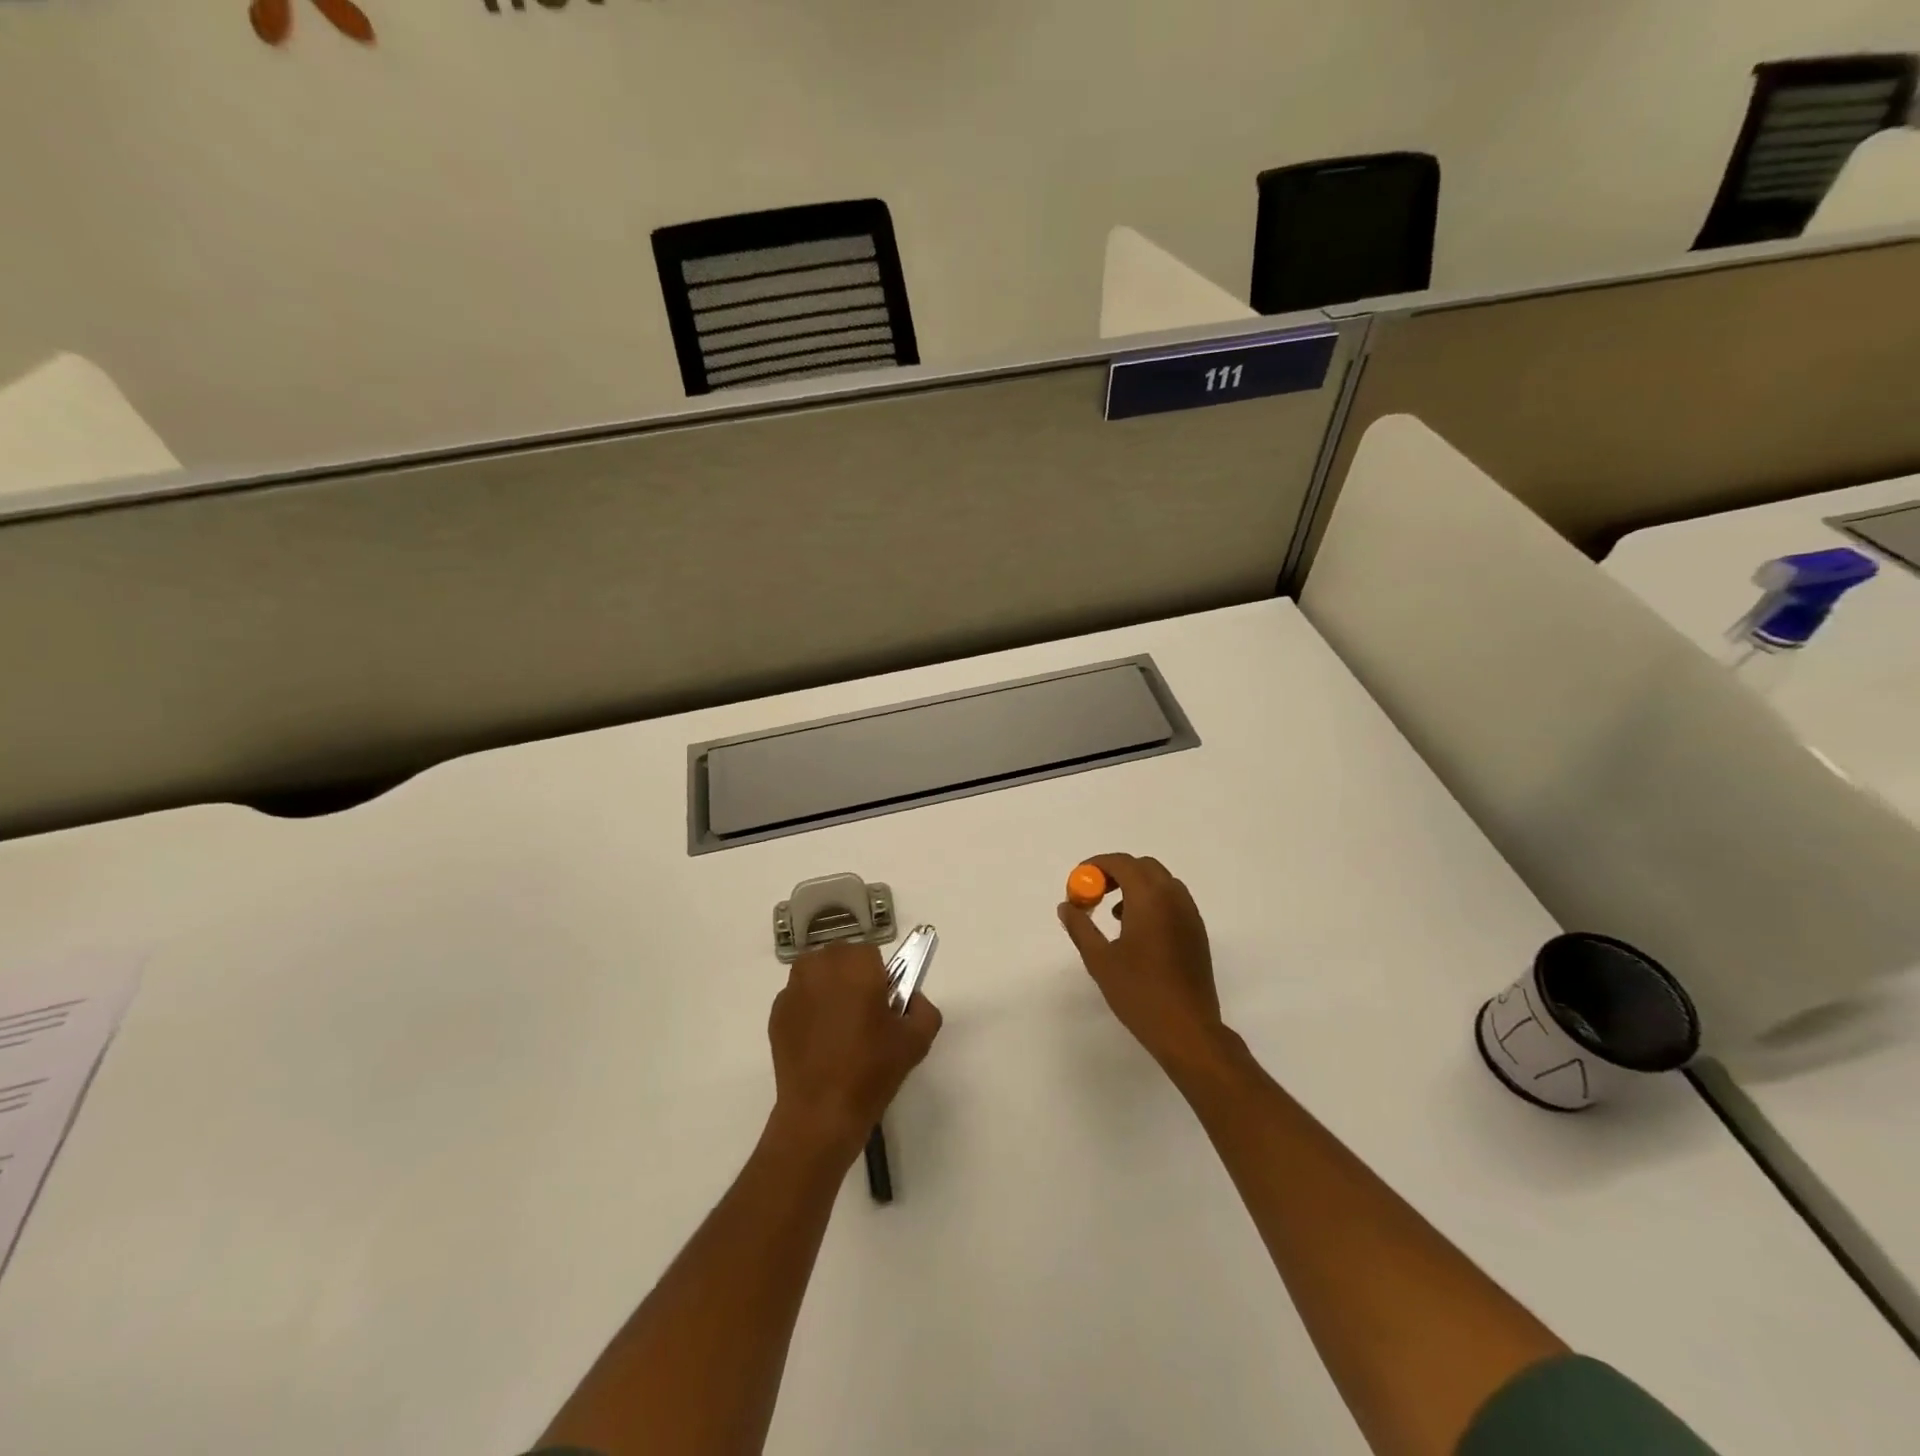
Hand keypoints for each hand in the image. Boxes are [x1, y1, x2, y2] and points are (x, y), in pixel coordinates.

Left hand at [768, 942, 942, 1154]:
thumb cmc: (871, 1070)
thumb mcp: (917, 1040)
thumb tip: (912, 999)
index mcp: (856, 964)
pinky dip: (810, 1009)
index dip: (880, 978)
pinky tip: (819, 1042)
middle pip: (842, 958)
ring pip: (818, 974)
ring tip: (839, 1027)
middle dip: (853, 977)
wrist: (821, 1112)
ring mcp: (793, 988)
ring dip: (829, 988)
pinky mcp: (776, 1012)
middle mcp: (820, 966)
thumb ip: (924, 1008)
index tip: (883, 1006)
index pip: (872, 955)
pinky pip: (800, 997)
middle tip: (864, 1015)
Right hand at [1058, 853, 1228, 1072]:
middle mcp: (1173, 898)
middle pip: (1143, 867)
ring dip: (1135, 886)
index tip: (1078, 881)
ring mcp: (1190, 914)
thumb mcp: (1099, 960)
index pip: (1122, 863)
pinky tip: (1137, 931)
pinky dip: (1152, 900)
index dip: (1097, 866)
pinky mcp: (1197, 932)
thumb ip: (1080, 927)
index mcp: (1150, 898)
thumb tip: (1067, 906)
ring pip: (1161, 882)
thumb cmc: (1139, 993)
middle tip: (1094, 893)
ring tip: (1113, 914)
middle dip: (1116, 872)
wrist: (1188, 1029)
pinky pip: (1172, 900)